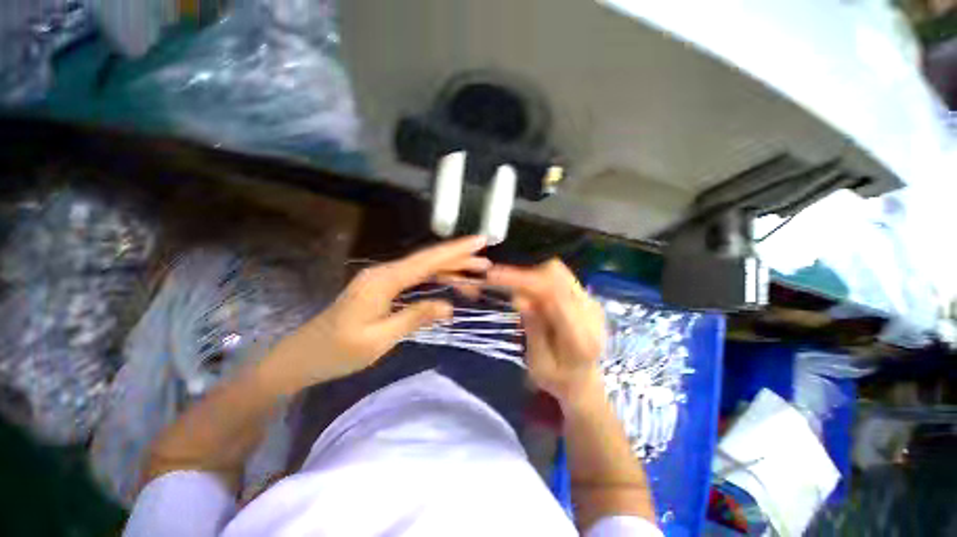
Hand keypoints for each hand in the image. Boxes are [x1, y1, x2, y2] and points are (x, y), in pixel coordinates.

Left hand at [260, 236, 490, 392]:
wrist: (302, 357)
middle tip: (485, 263)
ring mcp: (383, 279)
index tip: (479, 241)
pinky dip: (435, 280)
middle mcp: (384, 273)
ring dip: (449, 270)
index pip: (427, 261)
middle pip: (428, 260)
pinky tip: (449, 284)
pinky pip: (415, 279)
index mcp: (383, 281)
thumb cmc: (337, 352)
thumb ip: (414, 318)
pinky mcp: (382, 288)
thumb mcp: (379, 340)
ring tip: (475, 275)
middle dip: (458, 259)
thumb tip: (448, 306)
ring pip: (423, 269)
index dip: (456, 251)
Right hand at [487, 259, 606, 408]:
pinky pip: (558, 277)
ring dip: (530, 276)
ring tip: (511, 287)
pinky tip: (526, 291)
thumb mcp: (539, 365)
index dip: (522, 280)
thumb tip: (518, 298)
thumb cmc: (558, 380)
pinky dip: (538, 278)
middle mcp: (591, 313)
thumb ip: (533, 331)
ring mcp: (591, 302)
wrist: (584, 381)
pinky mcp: (586, 297)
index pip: (552, 295)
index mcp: (581, 336)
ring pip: (557, 272)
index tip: (493, 276)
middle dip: (523, 275)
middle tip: (498, 281)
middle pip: (556, 276)